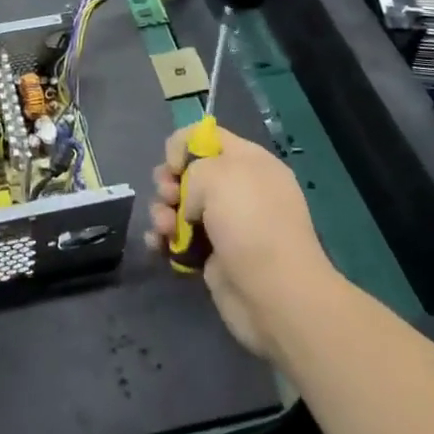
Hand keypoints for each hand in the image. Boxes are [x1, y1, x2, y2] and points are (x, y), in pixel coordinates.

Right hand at [147, 124, 333, 363]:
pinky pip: (181, 239)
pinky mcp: (215, 258)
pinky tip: (157, 245)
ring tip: (162, 227)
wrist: (276, 295)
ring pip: (181, 207)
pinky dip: (165, 240)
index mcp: (249, 162)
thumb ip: (192, 169)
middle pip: (191, 173)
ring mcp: (228, 226)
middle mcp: (239, 190)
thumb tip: (190, 199)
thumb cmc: (249, 222)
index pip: (210, 137)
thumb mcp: (216, 174)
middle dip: (169, 181)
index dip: (184, 144)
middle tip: (168, 195)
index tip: (174, 164)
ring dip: (162, 211)